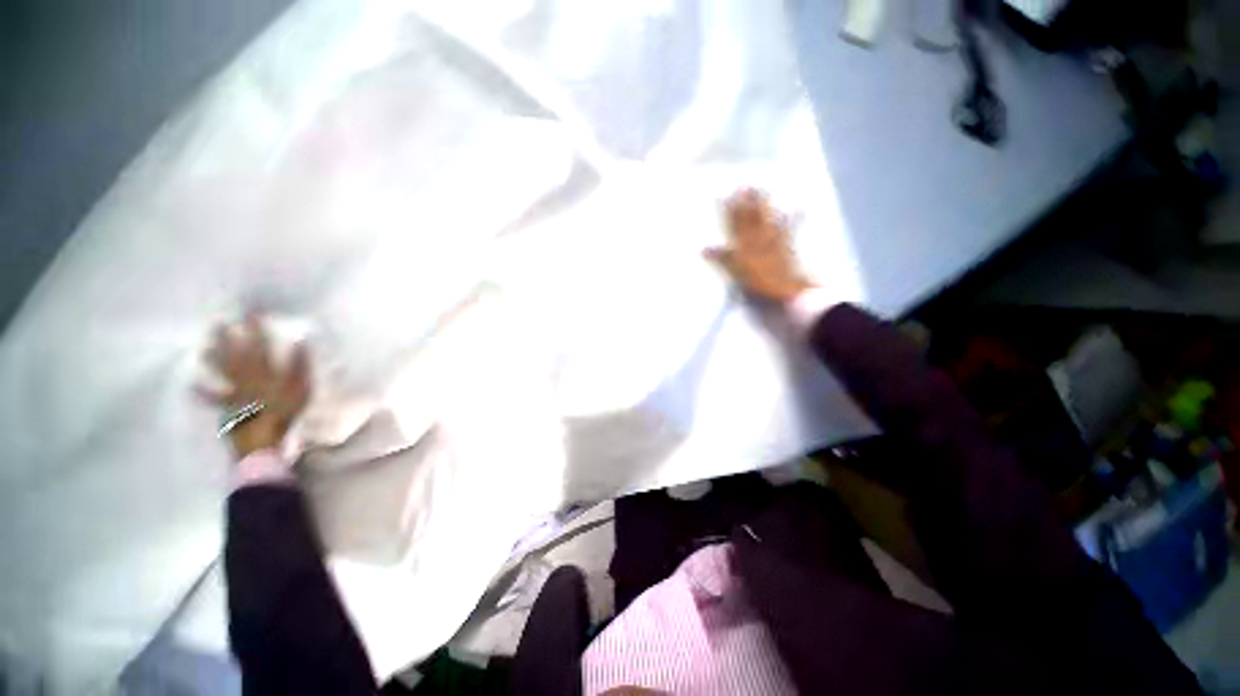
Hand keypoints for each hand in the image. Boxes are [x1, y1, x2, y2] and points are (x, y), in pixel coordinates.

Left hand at [201, 314, 310, 457]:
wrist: (262, 439)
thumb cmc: (285, 412)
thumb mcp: (301, 387)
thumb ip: (300, 364)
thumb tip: (300, 342)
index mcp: (264, 372)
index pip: (260, 346)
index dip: (255, 329)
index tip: (250, 313)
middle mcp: (245, 378)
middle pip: (234, 355)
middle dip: (227, 339)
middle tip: (218, 322)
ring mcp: (233, 392)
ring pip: (222, 372)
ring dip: (213, 359)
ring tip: (205, 346)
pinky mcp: (227, 407)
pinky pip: (212, 398)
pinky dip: (202, 392)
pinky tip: (191, 386)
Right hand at [705, 189, 813, 303]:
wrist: (786, 290)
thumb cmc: (757, 284)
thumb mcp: (735, 271)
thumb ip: (722, 258)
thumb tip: (703, 247)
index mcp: (744, 245)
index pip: (734, 224)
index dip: (729, 210)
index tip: (725, 194)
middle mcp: (758, 239)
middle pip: (751, 217)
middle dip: (747, 201)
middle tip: (744, 184)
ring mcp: (774, 241)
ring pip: (767, 218)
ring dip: (764, 204)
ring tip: (762, 189)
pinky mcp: (787, 247)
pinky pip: (789, 229)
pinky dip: (793, 217)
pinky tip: (797, 206)